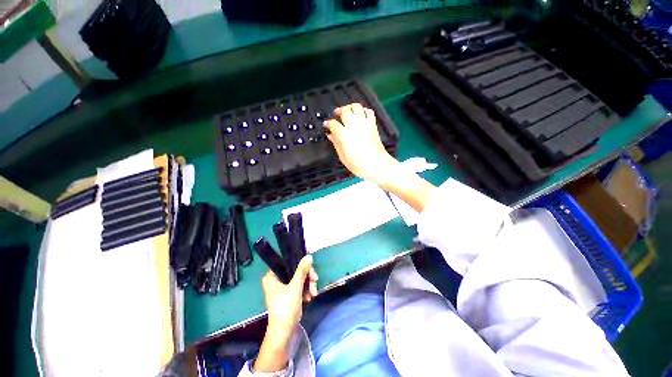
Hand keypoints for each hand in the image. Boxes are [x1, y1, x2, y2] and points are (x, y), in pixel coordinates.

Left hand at [261, 255, 318, 336]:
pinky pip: (299, 286)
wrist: (284, 333)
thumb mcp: (295, 286)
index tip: (311, 262)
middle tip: (315, 279)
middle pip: (295, 270)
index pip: (287, 262)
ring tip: (314, 292)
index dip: (300, 260)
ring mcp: (282, 288)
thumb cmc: (285, 307)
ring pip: (299, 278)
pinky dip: (306, 290)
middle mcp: (276, 280)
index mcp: (272, 276)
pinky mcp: (288, 295)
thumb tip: (308, 256)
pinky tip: (310, 296)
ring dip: (308, 284)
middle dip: (307, 276)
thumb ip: (302, 270)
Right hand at [324, 103, 399, 184]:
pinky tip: (360, 115)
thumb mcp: (343, 158)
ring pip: (357, 107)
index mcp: (344, 135)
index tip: (326, 125)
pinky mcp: (373, 126)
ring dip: (350, 107)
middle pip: (345, 111)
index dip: (327, 123)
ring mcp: (365, 124)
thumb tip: (331, 136)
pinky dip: (363, 110)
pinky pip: (369, 112)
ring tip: (347, 112)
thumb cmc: (359, 165)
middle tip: (336, 115)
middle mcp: (354, 126)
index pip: (333, 124)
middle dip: (338, 111)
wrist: (378, 165)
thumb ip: (336, 144)